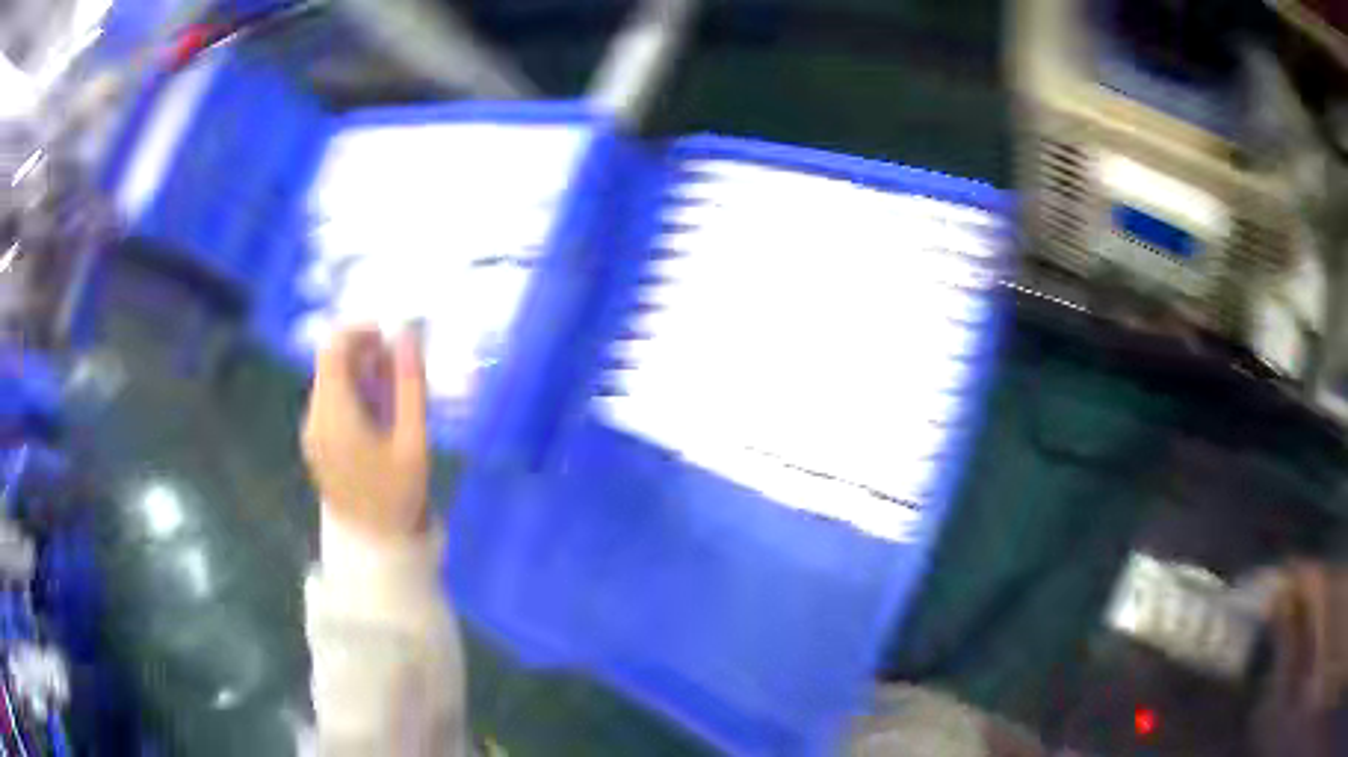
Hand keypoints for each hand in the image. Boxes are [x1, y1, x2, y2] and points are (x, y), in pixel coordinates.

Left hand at [302, 326, 429, 541]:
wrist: (375, 547)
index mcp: (334, 414)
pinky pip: (330, 403)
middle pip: (331, 364)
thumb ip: (410, 385)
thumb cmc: (398, 495)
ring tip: (394, 395)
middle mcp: (315, 417)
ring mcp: (312, 432)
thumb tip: (410, 337)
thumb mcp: (413, 440)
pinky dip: (352, 396)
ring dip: (360, 375)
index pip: (334, 349)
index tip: (391, 337)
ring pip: (331, 382)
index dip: (361, 332)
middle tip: (400, 368)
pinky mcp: (315, 444)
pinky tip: (378, 417)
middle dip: (365, 355)